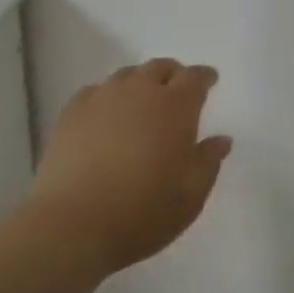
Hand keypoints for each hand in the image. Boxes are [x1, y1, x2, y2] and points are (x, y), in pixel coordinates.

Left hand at [29, 59, 231, 277]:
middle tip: (177, 90)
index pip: (194, 78)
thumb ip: (208, 162)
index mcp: (175, 107)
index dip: (204, 77)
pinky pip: (96, 91)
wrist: (72, 224)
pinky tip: (106, 115)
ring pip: (127, 76)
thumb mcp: (190, 196)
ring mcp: (102, 97)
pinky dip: (108, 97)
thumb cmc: (142, 213)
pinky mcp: (72, 111)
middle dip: (173, 75)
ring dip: (140, 83)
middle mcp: (140, 91)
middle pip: (159, 68)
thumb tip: (221, 139)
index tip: (210, 80)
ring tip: (141, 102)